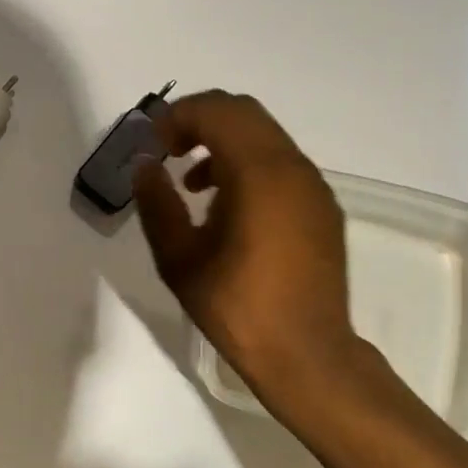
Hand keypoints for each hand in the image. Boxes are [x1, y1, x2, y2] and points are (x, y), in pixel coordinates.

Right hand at [133, 92, 374, 410]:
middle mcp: (293, 167)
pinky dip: (249, 163)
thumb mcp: (179, 259)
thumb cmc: (238, 308)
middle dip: (199, 121)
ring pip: (265, 135)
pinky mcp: (322, 207)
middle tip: (168, 151)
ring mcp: (313, 186)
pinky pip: (281, 163)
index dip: (177, 117)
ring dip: (224, 142)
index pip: (217, 111)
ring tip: (192, 183)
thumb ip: (157, 203)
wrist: (308, 356)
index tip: (152, 145)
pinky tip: (227, 206)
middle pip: (243, 112)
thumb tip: (144, 166)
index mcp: (259, 173)